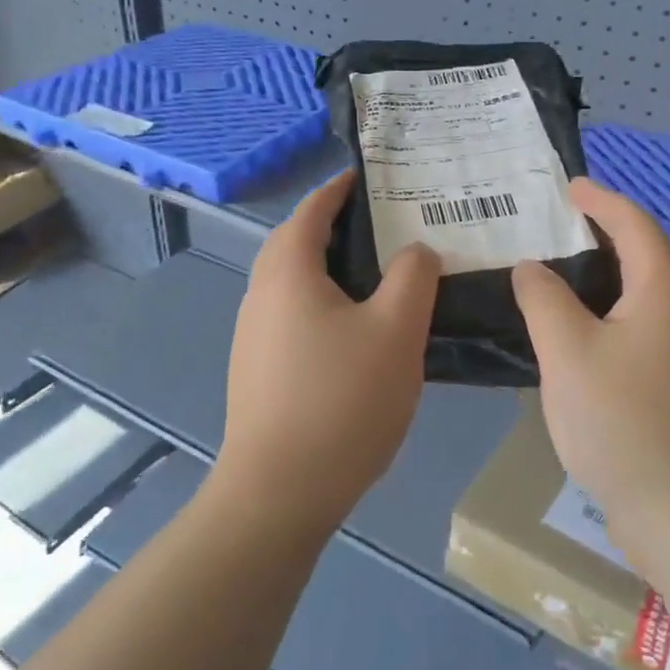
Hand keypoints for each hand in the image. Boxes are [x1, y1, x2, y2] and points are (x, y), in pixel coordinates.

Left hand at [216, 170, 440, 537]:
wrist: (279, 492)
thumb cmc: (341, 401)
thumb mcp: (395, 332)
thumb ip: (413, 278)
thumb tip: (416, 251)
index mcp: (288, 272)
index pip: (312, 210)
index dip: (340, 188)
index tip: (371, 177)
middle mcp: (260, 294)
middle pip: (296, 242)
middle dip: (334, 226)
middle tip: (384, 225)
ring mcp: (253, 334)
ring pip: (293, 281)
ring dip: (328, 267)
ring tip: (377, 274)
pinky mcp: (257, 368)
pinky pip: (291, 313)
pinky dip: (320, 301)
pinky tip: (354, 330)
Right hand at [512, 178, 669, 562]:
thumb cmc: (628, 424)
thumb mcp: (569, 353)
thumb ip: (544, 300)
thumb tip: (531, 268)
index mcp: (662, 294)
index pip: (635, 226)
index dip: (602, 200)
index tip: (568, 186)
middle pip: (640, 260)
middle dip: (596, 238)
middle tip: (546, 230)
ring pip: (634, 302)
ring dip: (595, 284)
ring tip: (546, 281)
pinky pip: (632, 337)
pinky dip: (599, 322)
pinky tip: (567, 344)